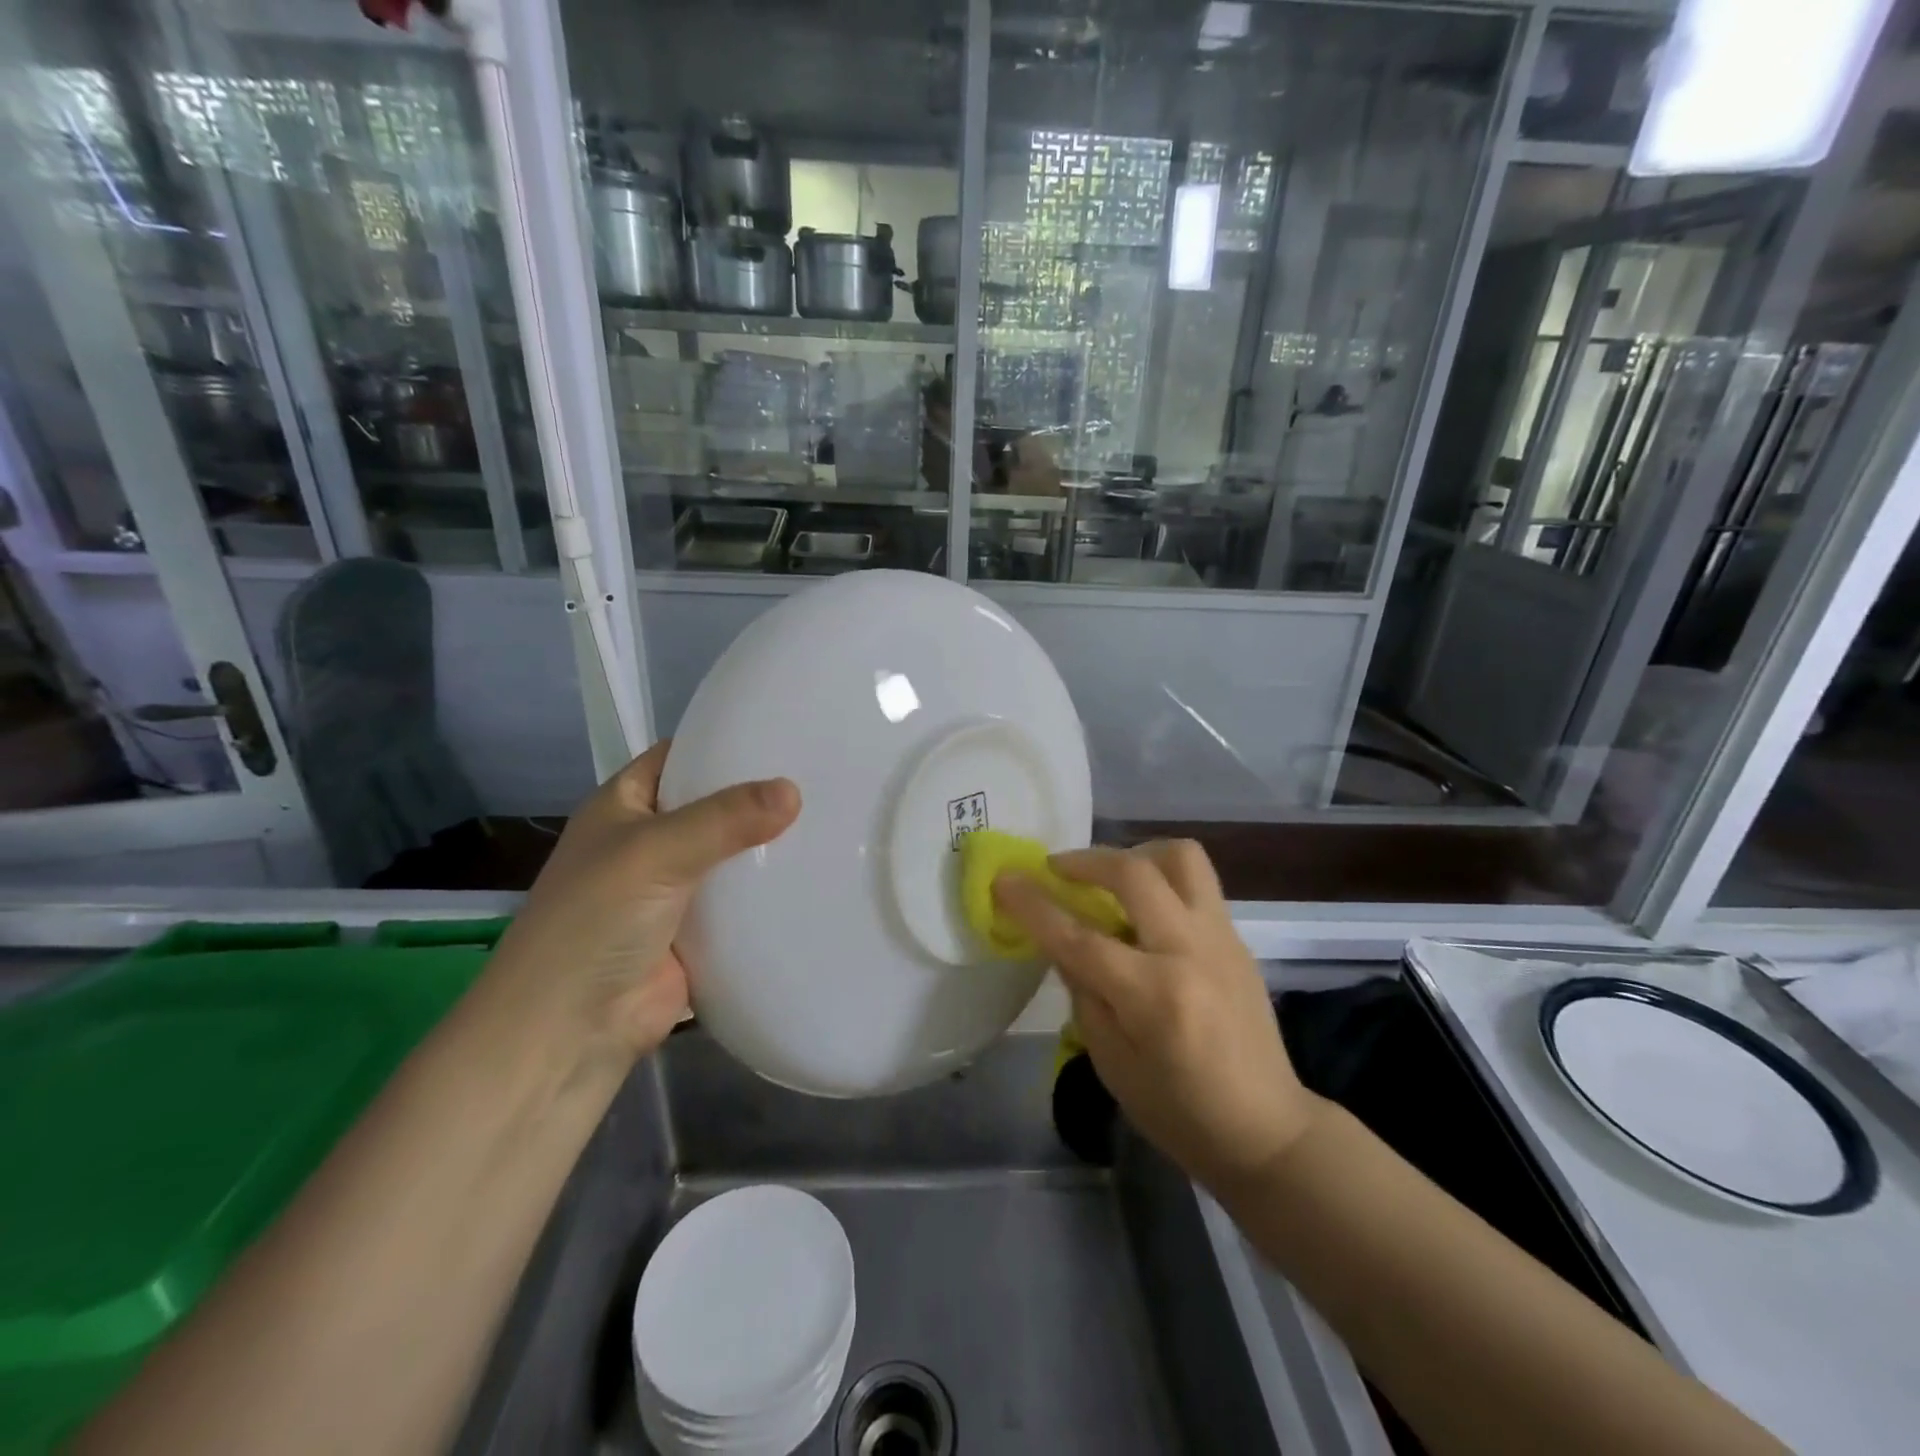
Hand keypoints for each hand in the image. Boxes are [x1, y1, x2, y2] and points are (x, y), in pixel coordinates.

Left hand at [491, 741, 799, 1060]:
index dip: (725, 744)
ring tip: (833, 821)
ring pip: (732, 856)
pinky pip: (743, 902)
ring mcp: (676, 889)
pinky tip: (818, 876)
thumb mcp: (655, 852)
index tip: (784, 734)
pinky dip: (771, 893)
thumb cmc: (596, 921)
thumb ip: (724, 819)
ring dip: (770, 847)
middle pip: (714, 806)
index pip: (680, 757)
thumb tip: (793, 790)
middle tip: (825, 777)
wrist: (572, 1030)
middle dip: (760, 796)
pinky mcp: (700, 932)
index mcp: (625, 806)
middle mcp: (650, 841)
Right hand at [993, 842, 1317, 1191]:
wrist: (1268, 1129)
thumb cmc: (1180, 1112)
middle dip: (1084, 860)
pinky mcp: (1237, 937)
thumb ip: (1084, 995)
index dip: (1034, 905)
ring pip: (1180, 856)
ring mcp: (1221, 937)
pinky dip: (1161, 876)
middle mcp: (1189, 951)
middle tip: (1057, 869)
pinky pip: (1197, 881)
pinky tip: (1144, 909)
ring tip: (1110, 877)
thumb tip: (1062, 944)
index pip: (1078, 937)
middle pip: (1133, 872)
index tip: (1004, 878)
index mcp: (1153, 996)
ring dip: (1135, 854)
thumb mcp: (1114, 1066)